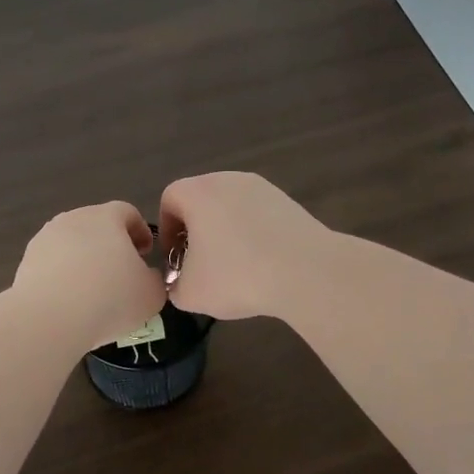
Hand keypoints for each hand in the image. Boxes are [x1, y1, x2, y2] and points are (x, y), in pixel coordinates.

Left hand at [12, 201, 166, 351]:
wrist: (49, 319)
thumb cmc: (110, 299)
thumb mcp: (151, 294)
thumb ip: (155, 279)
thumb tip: (146, 277)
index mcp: (106, 217)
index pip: (128, 212)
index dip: (141, 231)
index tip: (145, 254)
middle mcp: (73, 219)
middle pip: (97, 225)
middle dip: (111, 245)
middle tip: (121, 273)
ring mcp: (45, 238)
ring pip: (72, 244)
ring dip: (84, 260)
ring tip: (92, 290)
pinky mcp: (26, 261)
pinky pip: (52, 263)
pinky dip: (63, 275)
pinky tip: (69, 300)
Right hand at [157, 172, 330, 320]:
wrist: (306, 272)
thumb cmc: (237, 276)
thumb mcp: (191, 293)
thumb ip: (175, 287)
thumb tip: (181, 284)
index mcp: (198, 192)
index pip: (169, 199)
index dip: (167, 230)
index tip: (175, 259)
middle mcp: (228, 180)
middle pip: (201, 200)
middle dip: (196, 231)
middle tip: (201, 264)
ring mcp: (262, 188)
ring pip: (231, 207)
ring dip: (226, 233)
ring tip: (234, 267)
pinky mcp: (289, 202)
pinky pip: (258, 215)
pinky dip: (253, 234)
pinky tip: (262, 264)